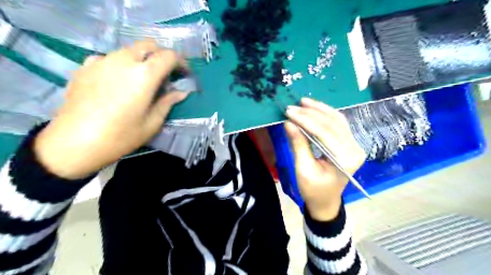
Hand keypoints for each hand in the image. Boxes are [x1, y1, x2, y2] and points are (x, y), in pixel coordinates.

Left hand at [34, 40, 187, 177]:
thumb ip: (168, 102)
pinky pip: (111, 58)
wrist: (74, 142)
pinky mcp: (86, 66)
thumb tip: (181, 92)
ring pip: (129, 50)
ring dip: (142, 60)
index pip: (168, 56)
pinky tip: (119, 82)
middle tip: (167, 73)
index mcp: (144, 75)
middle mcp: (123, 60)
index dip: (181, 62)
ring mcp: (102, 60)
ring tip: (143, 80)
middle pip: (148, 45)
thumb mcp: (152, 123)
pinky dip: (122, 65)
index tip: (184, 74)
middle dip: (162, 56)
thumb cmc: (120, 136)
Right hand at [285, 97, 363, 221]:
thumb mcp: (303, 169)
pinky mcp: (349, 143)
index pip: (324, 133)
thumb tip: (288, 123)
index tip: (289, 112)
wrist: (325, 201)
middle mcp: (354, 149)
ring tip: (303, 102)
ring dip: (320, 110)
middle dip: (310, 113)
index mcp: (344, 160)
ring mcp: (354, 145)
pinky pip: (338, 124)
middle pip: (332, 124)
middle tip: (292, 107)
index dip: (305, 120)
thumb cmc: (313, 190)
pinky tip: (315, 108)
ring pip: (337, 120)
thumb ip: (298, 145)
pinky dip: (326, 114)